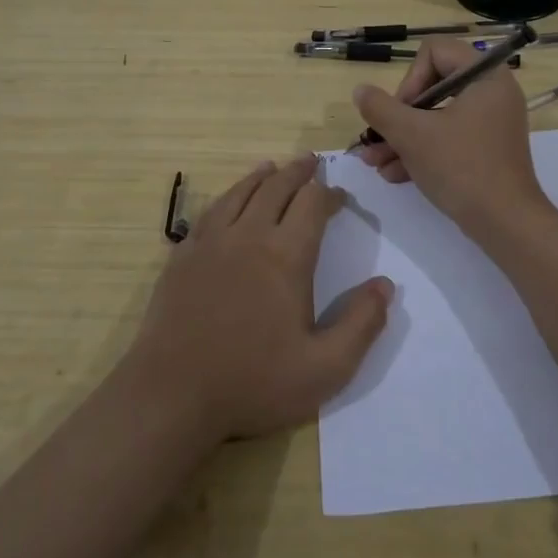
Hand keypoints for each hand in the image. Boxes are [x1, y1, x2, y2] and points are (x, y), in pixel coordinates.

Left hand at [125, 156, 393, 442]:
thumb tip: (385, 285)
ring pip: (241, 193)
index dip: (330, 194)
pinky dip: (228, 196)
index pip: (313, 204)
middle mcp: (249, 236)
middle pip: (277, 187)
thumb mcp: (325, 368)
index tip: (340, 197)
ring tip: (272, 167)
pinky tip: (229, 201)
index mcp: (286, 256)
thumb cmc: (253, 383)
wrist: (172, 394)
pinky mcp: (182, 256)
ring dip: (262, 176)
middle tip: (311, 162)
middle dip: (299, 172)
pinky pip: (210, 212)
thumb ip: (362, 325)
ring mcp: (211, 243)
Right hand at [352, 38, 550, 236]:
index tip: (400, 110)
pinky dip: (422, 152)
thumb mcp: (413, 135)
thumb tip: (361, 90)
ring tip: (374, 163)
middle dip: (398, 116)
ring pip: (436, 117)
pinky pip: (448, 138)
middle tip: (378, 138)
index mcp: (485, 76)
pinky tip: (393, 175)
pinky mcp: (486, 149)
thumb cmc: (461, 167)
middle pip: (432, 86)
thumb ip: (381, 108)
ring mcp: (490, 123)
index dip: (410, 78)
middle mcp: (492, 93)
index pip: (435, 51)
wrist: (506, 224)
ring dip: (402, 137)